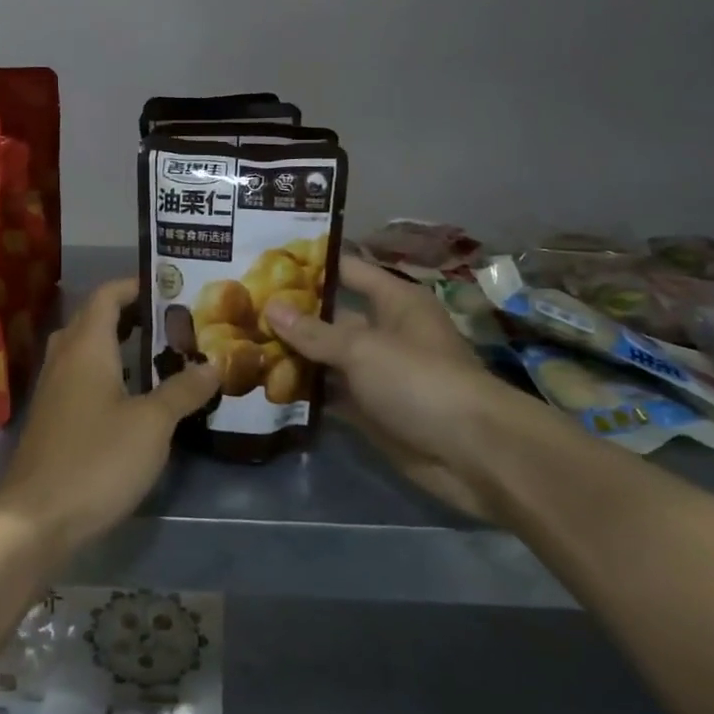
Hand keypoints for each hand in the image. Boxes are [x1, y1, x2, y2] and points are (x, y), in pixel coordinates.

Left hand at [0, 277, 218, 558]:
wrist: (36, 518)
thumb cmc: (97, 459)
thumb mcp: (152, 424)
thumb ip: (183, 390)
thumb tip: (213, 365)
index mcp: (87, 346)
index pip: (107, 295)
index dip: (136, 285)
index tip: (171, 288)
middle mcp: (65, 358)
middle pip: (95, 318)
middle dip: (132, 314)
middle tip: (173, 323)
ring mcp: (53, 389)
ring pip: (86, 350)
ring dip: (119, 345)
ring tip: (160, 355)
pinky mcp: (52, 418)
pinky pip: (81, 377)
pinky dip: (108, 373)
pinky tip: (134, 397)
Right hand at [265, 255, 532, 521]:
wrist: (473, 454)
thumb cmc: (420, 380)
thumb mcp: (362, 349)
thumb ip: (314, 332)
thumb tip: (270, 307)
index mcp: (394, 302)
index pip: (347, 271)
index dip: (310, 265)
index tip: (264, 260)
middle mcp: (386, 332)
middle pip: (332, 317)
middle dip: (291, 315)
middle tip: (240, 308)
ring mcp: (378, 374)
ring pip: (328, 359)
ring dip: (293, 357)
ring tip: (240, 346)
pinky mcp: (372, 412)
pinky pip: (332, 396)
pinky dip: (305, 394)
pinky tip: (264, 388)